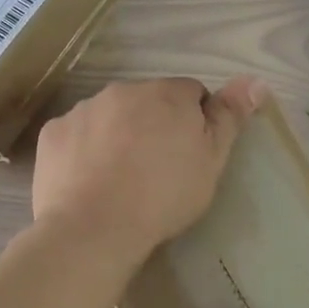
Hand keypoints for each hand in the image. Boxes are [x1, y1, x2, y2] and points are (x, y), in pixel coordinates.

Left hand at [32, 77, 268, 267]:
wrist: (93, 228)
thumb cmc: (163, 196)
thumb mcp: (210, 161)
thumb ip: (230, 117)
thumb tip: (256, 79)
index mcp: (165, 94)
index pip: (191, 93)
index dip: (194, 122)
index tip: (189, 155)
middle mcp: (122, 91)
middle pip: (146, 102)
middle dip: (153, 125)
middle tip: (156, 171)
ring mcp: (82, 110)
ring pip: (108, 116)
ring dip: (117, 135)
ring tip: (120, 180)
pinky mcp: (52, 133)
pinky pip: (75, 135)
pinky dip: (83, 151)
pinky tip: (88, 182)